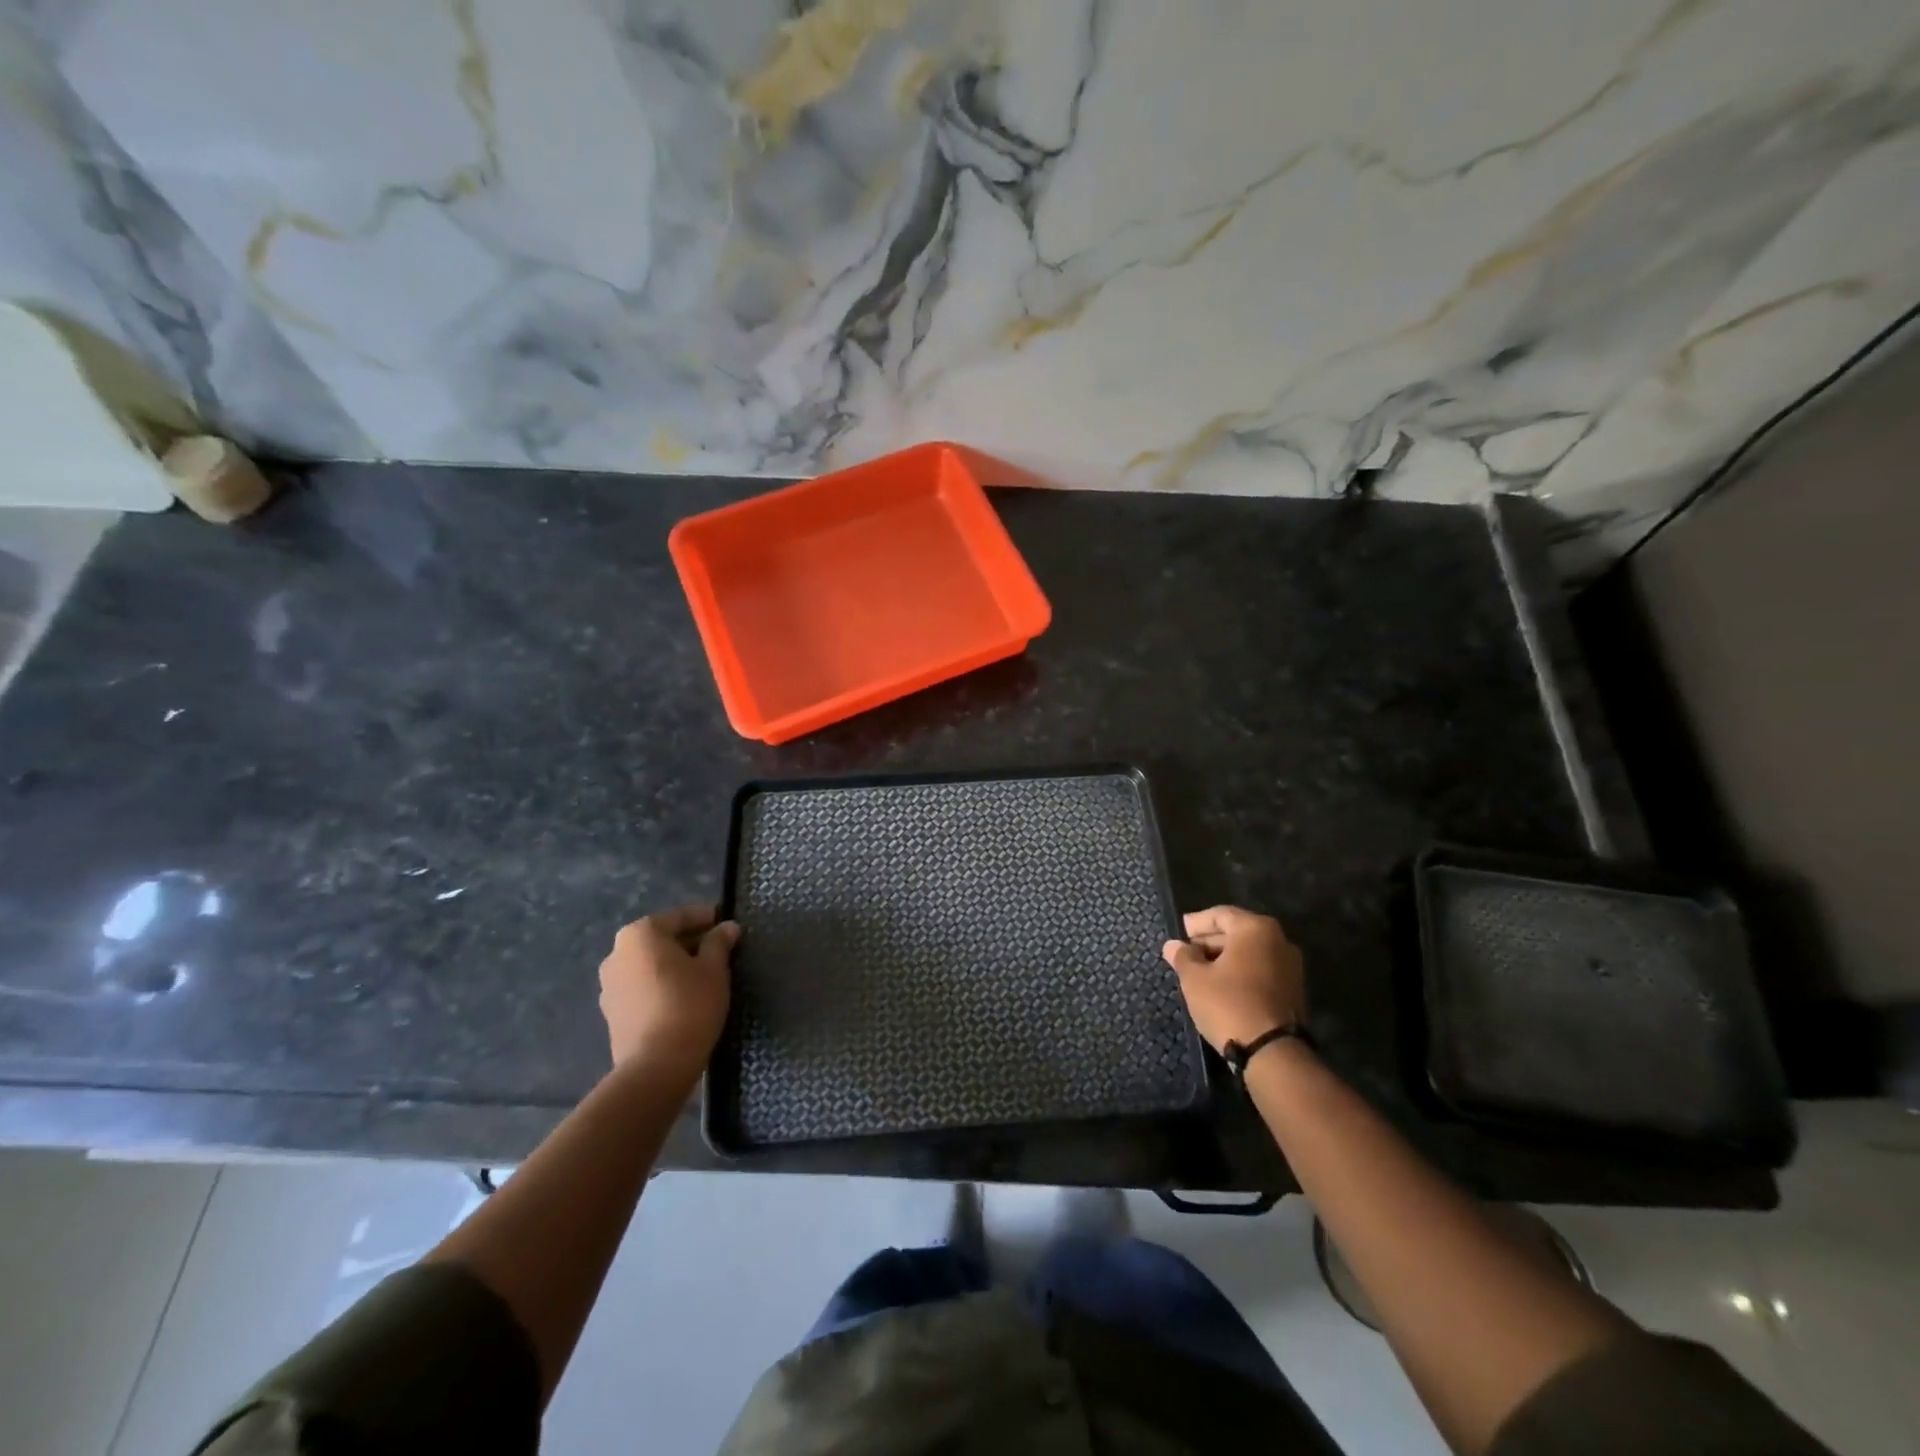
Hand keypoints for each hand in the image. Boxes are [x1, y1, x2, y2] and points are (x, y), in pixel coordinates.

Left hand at [598, 904, 737, 1084]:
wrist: (655, 1066)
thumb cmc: (689, 1005)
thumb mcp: (714, 969)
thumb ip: (719, 942)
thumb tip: (727, 927)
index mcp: (640, 934)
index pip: (679, 916)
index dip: (706, 918)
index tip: (727, 924)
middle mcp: (617, 953)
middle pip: (661, 938)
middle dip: (690, 941)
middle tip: (720, 951)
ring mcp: (609, 984)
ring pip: (650, 963)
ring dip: (674, 964)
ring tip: (704, 975)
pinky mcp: (611, 1011)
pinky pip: (641, 986)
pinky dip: (661, 984)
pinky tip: (683, 997)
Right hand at [1163, 905, 1307, 1052]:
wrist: (1272, 1052)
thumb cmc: (1228, 1003)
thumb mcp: (1195, 979)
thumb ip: (1182, 956)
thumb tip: (1172, 945)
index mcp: (1255, 929)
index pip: (1221, 914)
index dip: (1197, 922)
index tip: (1180, 931)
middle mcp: (1279, 940)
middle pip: (1238, 931)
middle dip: (1211, 940)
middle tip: (1187, 952)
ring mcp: (1291, 966)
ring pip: (1251, 952)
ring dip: (1225, 958)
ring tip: (1201, 971)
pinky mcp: (1294, 990)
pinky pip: (1261, 970)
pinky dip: (1241, 972)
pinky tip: (1222, 986)